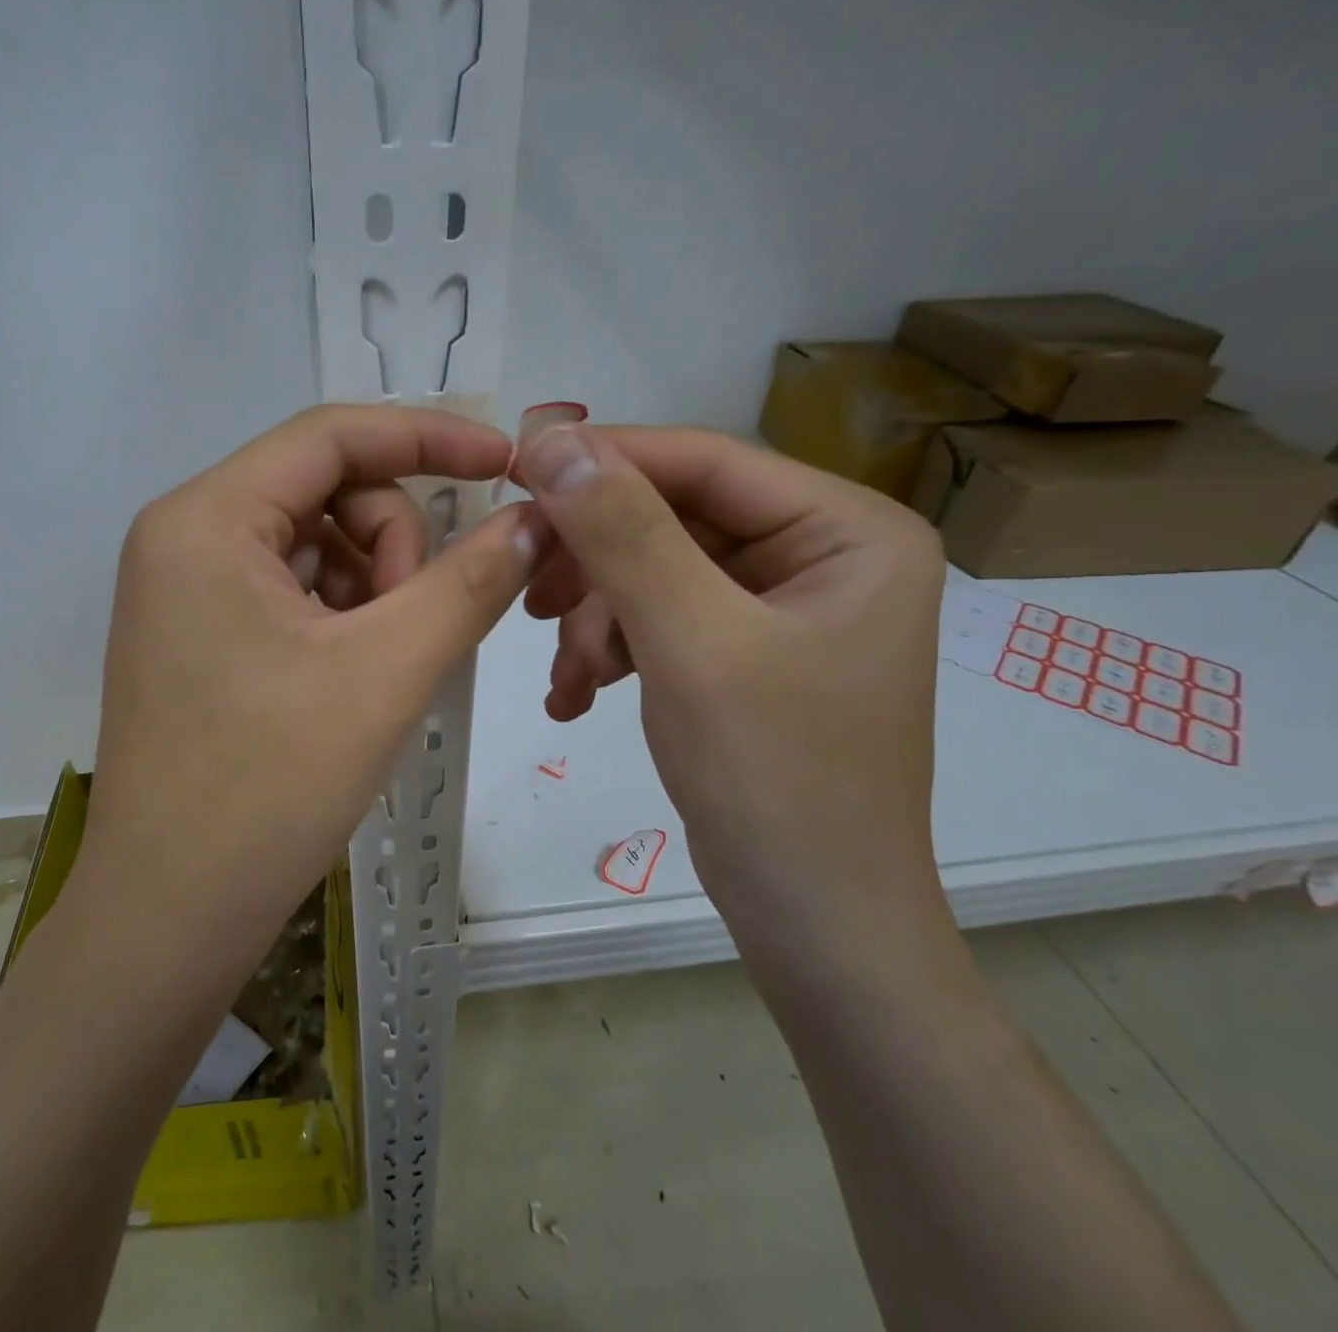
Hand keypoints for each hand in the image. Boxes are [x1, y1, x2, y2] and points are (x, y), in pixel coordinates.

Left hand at [74, 404, 542, 949]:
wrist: (171, 915)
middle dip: (394, 540)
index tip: (503, 464)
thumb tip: (535, 520)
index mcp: (206, 519)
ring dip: (375, 583)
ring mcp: (185, 589)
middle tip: (417, 623)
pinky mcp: (197, 634)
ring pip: (315, 542)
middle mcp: (183, 536)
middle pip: (325, 488)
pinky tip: (357, 672)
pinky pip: (292, 589)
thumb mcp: (386, 672)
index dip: (428, 436)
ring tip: (386, 661)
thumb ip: (470, 583)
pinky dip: (344, 613)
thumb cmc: (269, 787)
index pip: (331, 434)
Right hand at [519, 423, 952, 982]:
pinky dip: (609, 650)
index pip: (705, 462)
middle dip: (596, 564)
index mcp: (847, 531)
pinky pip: (657, 619)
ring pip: (652, 571)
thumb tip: (555, 438)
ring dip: (595, 619)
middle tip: (531, 599)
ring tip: (566, 677)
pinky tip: (576, 698)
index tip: (513, 469)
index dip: (606, 459)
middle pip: (673, 518)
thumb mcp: (693, 644)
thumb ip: (624, 534)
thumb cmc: (776, 780)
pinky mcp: (740, 651)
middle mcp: (819, 554)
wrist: (812, 923)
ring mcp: (778, 606)